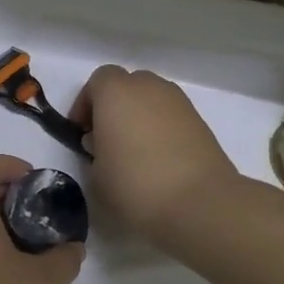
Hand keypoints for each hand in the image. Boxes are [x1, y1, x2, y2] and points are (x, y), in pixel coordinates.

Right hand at [70, 65, 239, 247]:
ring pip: (152, 99)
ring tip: (134, 153)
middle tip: (107, 140)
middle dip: (115, 106)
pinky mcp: (201, 122)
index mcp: (116, 92)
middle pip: (127, 85)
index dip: (87, 104)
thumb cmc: (135, 186)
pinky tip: (159, 160)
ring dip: (140, 117)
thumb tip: (108, 146)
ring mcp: (179, 102)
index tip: (82, 133)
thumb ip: (95, 153)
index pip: (98, 81)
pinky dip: (162, 129)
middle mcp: (149, 87)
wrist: (199, 203)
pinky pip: (171, 117)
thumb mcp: (96, 176)